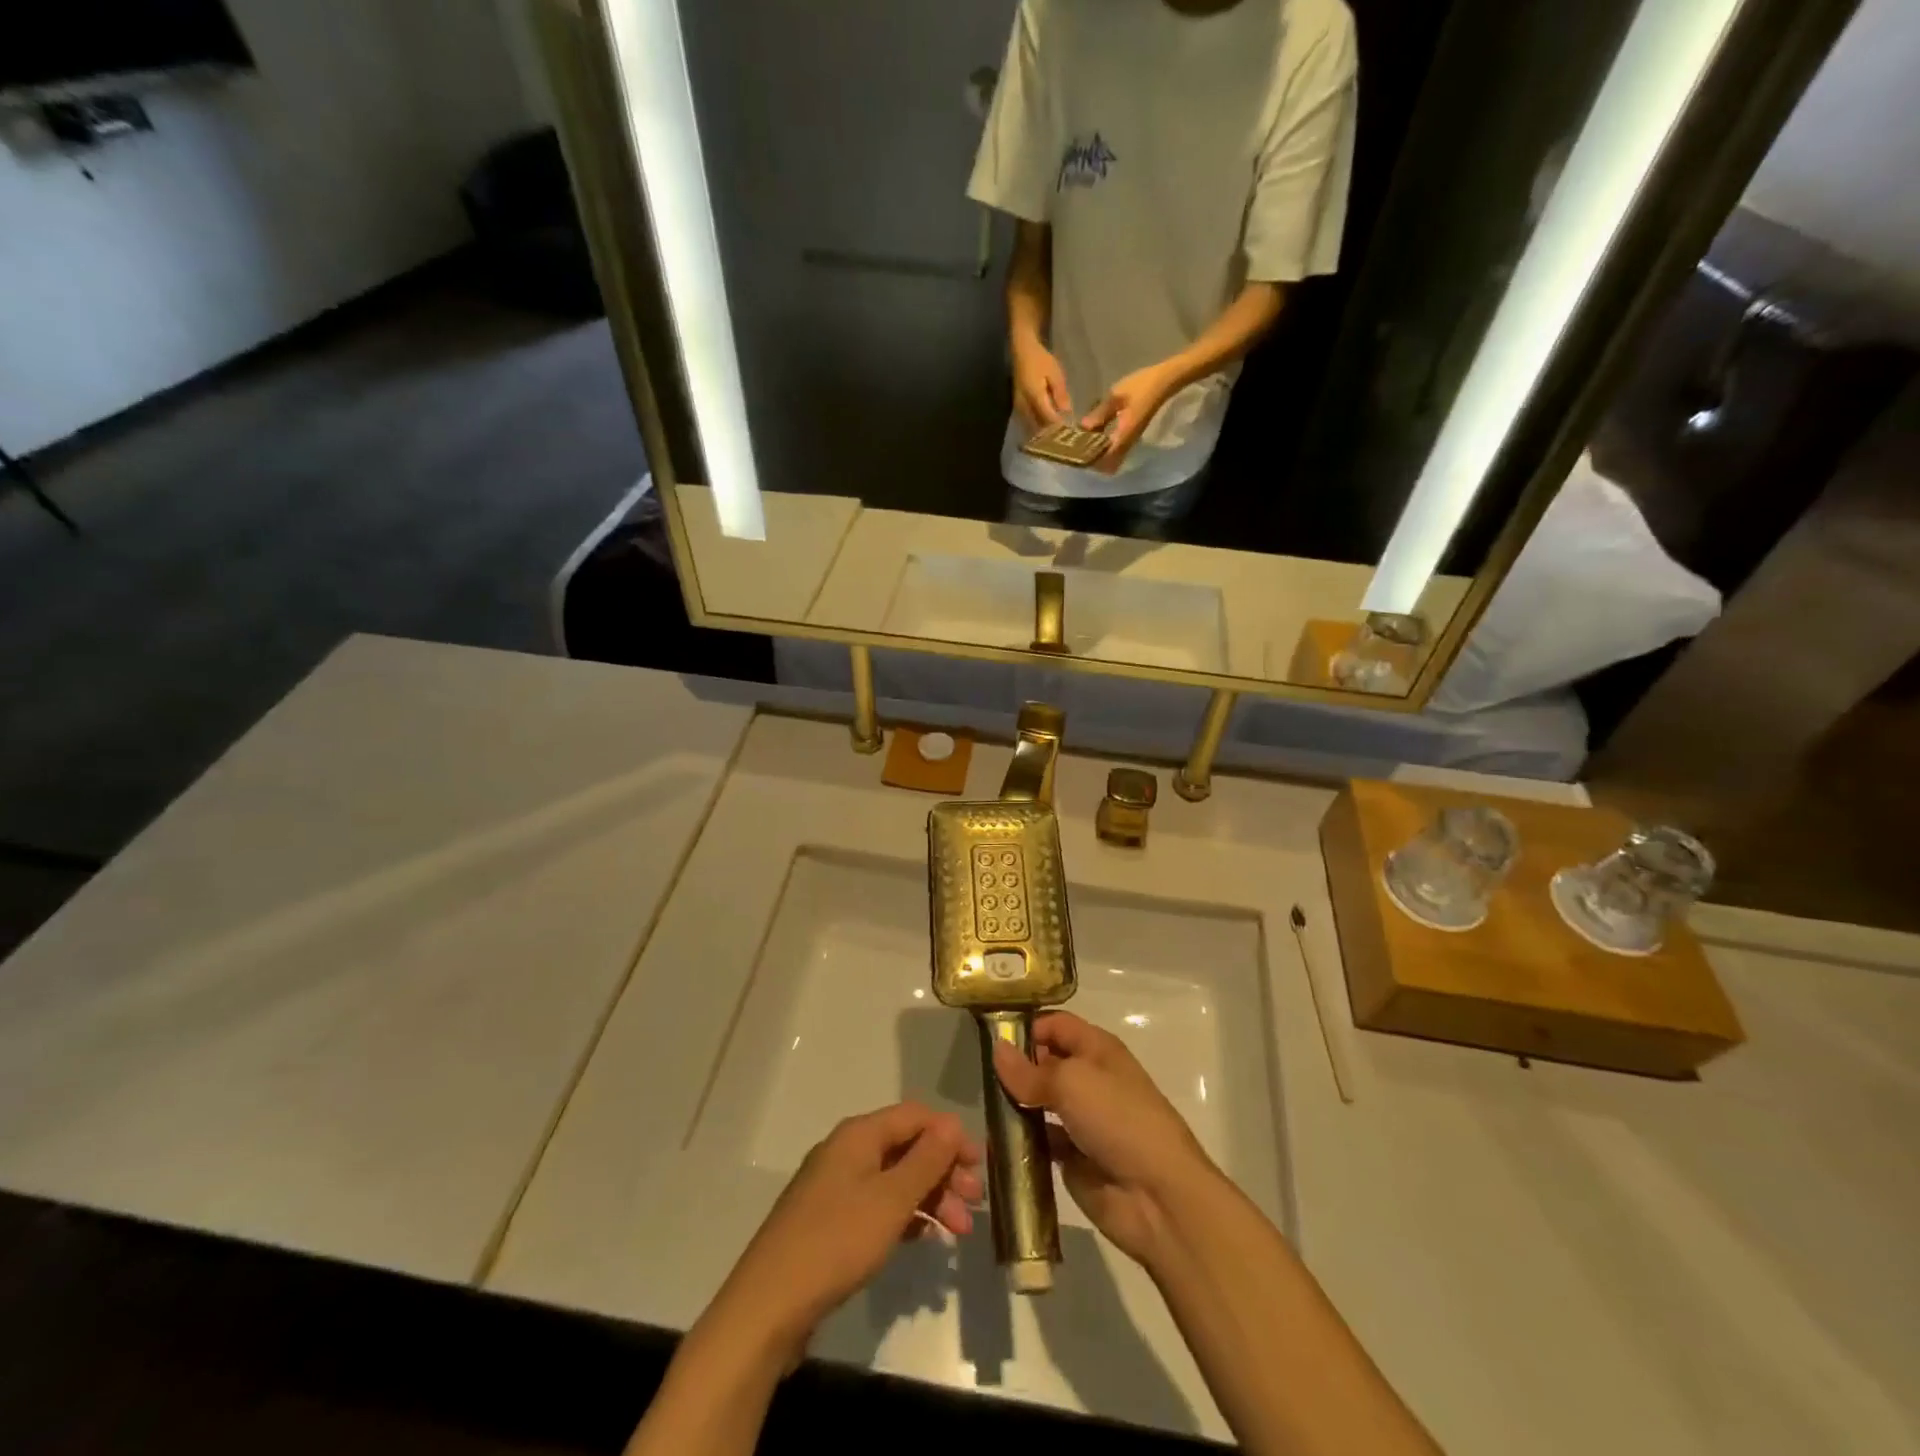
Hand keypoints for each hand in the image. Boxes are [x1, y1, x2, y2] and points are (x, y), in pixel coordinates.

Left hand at [704, 1103, 982, 1365]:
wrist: (768, 1306)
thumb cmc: (836, 1242)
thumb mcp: (890, 1200)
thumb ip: (926, 1160)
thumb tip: (953, 1123)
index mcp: (859, 1135)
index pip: (915, 1116)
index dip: (950, 1135)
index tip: (980, 1165)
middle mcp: (847, 1152)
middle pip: (906, 1147)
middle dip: (944, 1171)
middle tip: (975, 1203)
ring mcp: (835, 1187)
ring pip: (894, 1179)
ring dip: (930, 1198)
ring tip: (959, 1232)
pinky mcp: (830, 1221)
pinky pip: (878, 1205)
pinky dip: (905, 1217)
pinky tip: (924, 1238)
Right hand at [992, 1012, 1217, 1268]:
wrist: (1158, 1197)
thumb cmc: (1118, 1119)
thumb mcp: (1072, 1083)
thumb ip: (1030, 1071)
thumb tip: (997, 1050)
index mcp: (1096, 1048)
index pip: (1055, 1024)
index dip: (1025, 1026)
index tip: (988, 1037)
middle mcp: (1088, 1077)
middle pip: (1044, 1061)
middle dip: (1014, 1066)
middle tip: (977, 1074)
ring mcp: (1080, 1118)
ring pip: (1038, 1101)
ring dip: (1013, 1104)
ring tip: (980, 1106)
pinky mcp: (1072, 1155)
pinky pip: (1038, 1139)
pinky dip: (1018, 1139)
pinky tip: (992, 1142)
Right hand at [1012, 337, 1071, 429]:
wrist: (1022, 351)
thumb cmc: (1040, 359)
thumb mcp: (1055, 374)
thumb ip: (1061, 394)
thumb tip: (1067, 412)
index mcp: (1035, 397)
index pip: (1048, 419)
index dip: (1059, 427)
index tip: (1069, 432)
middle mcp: (1025, 406)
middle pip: (1039, 427)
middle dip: (1050, 432)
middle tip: (1063, 435)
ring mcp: (1019, 408)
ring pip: (1032, 426)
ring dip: (1043, 431)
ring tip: (1055, 433)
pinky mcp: (1018, 407)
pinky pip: (1028, 422)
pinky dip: (1037, 426)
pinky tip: (1045, 426)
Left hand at [1080, 364, 1177, 472]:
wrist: (1165, 381)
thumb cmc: (1142, 385)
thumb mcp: (1116, 396)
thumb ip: (1099, 413)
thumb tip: (1082, 428)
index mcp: (1125, 433)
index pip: (1106, 457)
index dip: (1091, 458)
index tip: (1077, 451)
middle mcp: (1129, 442)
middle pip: (1109, 464)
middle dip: (1094, 460)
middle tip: (1079, 449)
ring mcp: (1131, 440)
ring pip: (1113, 458)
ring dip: (1100, 455)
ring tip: (1084, 443)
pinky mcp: (1132, 436)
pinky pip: (1117, 450)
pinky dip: (1106, 448)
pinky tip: (1096, 435)